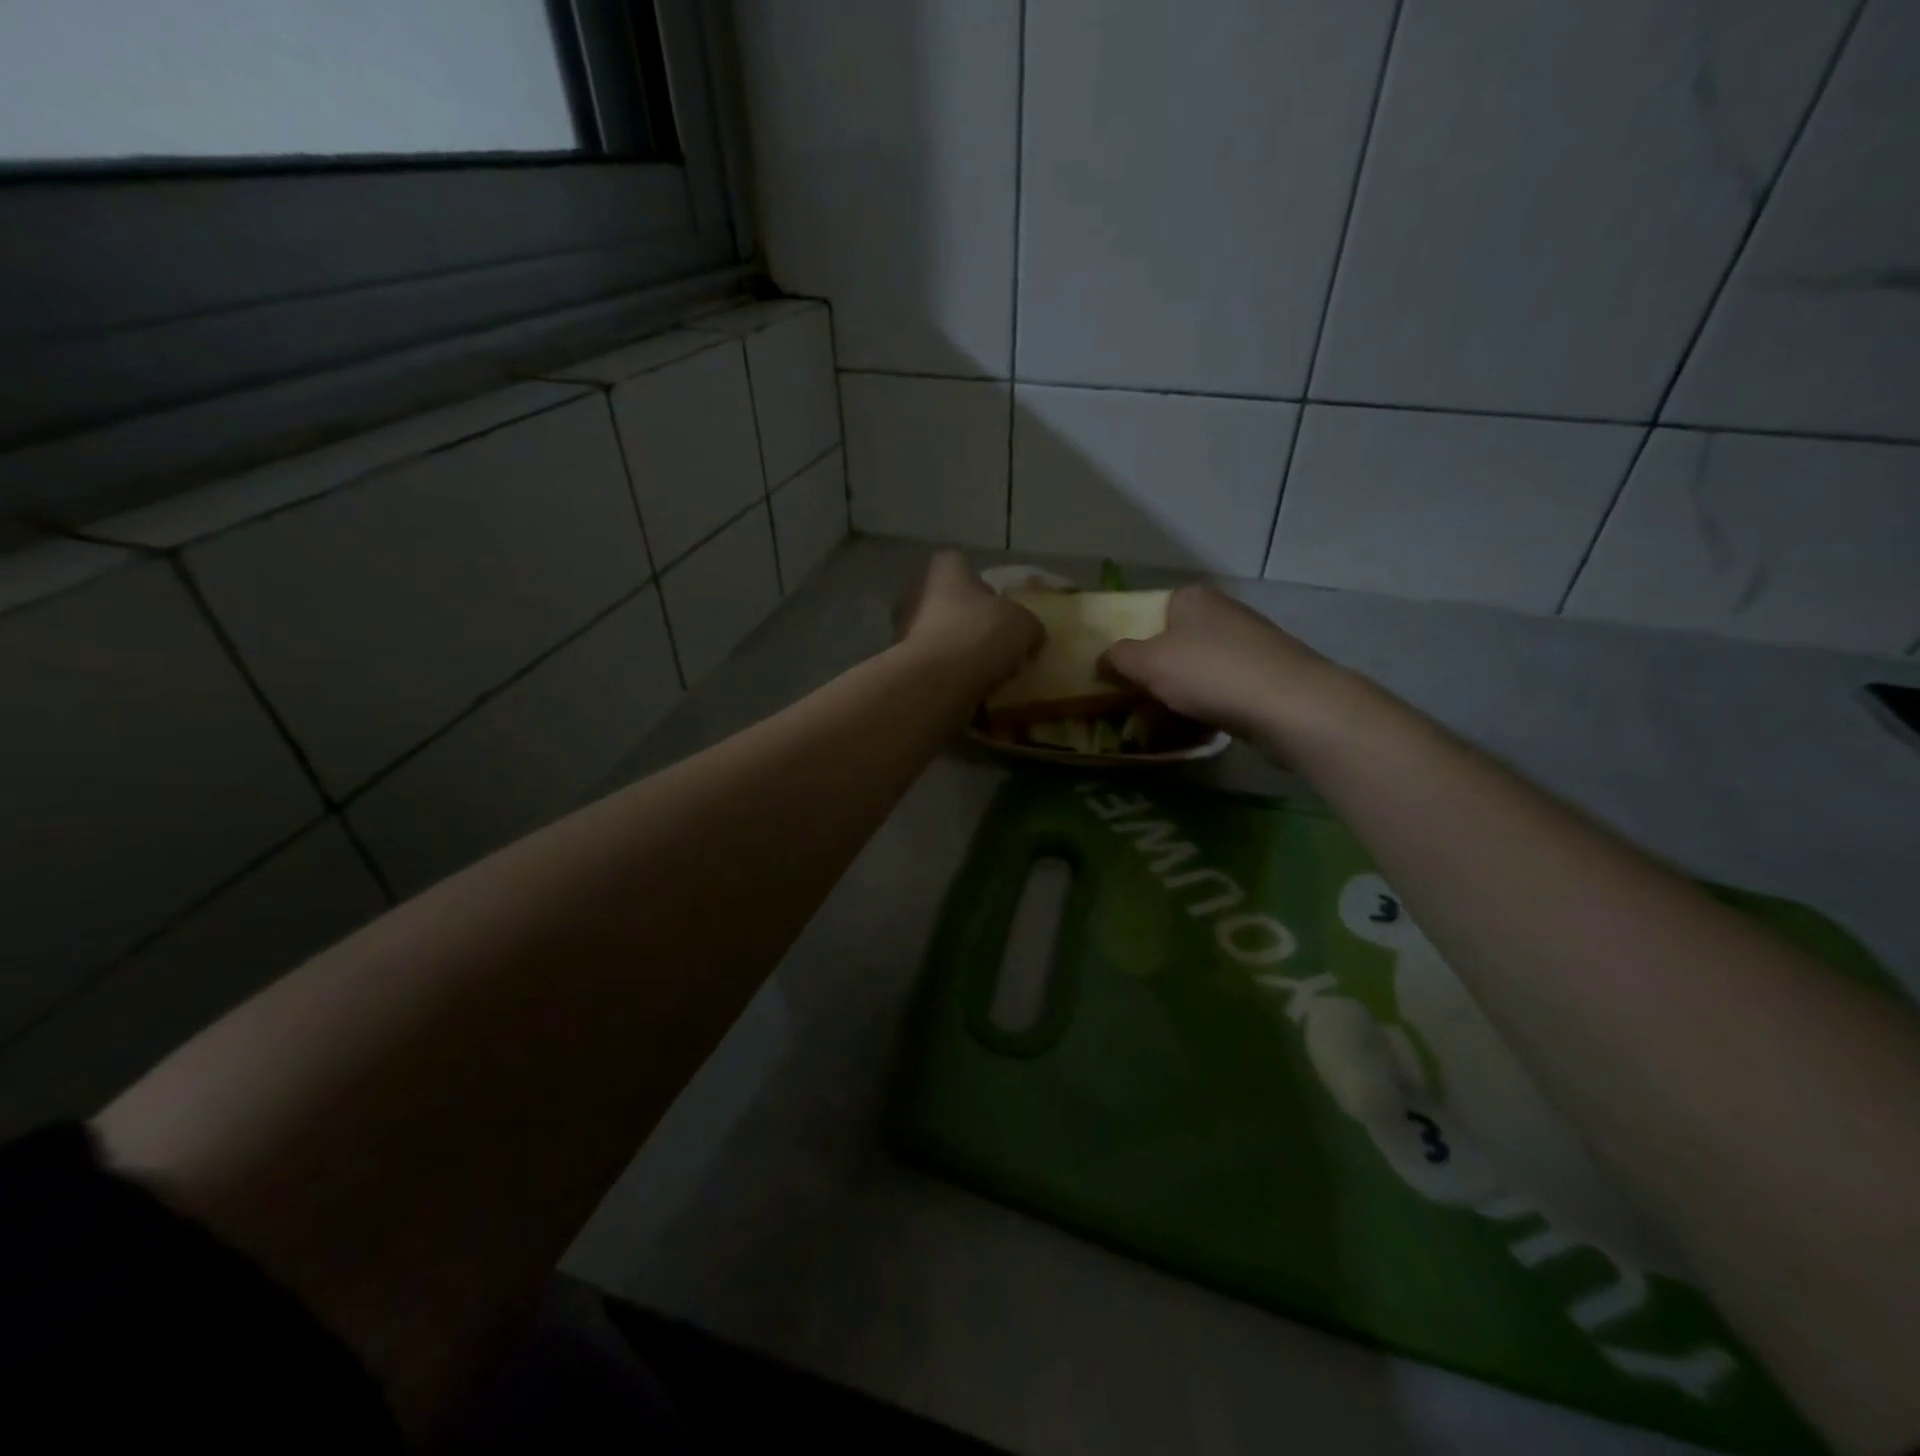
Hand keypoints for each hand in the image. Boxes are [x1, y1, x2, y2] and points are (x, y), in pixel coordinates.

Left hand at [893, 551, 1041, 693]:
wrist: (936, 681)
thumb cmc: (979, 634)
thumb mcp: (1022, 624)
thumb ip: (1026, 623)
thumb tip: (1029, 633)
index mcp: (942, 568)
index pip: (961, 565)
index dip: (981, 585)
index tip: (998, 608)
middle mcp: (915, 591)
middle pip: (946, 602)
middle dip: (966, 619)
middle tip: (993, 641)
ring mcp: (901, 628)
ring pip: (936, 634)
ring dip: (955, 649)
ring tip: (983, 669)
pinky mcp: (899, 663)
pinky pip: (930, 664)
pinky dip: (945, 673)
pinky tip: (966, 687)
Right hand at [1101, 585, 1342, 741]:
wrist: (1289, 705)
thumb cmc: (1210, 673)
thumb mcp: (1148, 663)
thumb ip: (1118, 657)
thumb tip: (1103, 658)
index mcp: (1192, 599)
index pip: (1149, 610)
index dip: (1129, 638)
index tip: (1112, 670)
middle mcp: (1222, 613)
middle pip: (1173, 641)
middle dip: (1153, 670)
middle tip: (1130, 699)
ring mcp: (1249, 644)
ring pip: (1198, 668)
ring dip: (1179, 692)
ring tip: (1158, 720)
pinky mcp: (1267, 675)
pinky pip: (1222, 689)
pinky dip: (1207, 705)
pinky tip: (1196, 726)